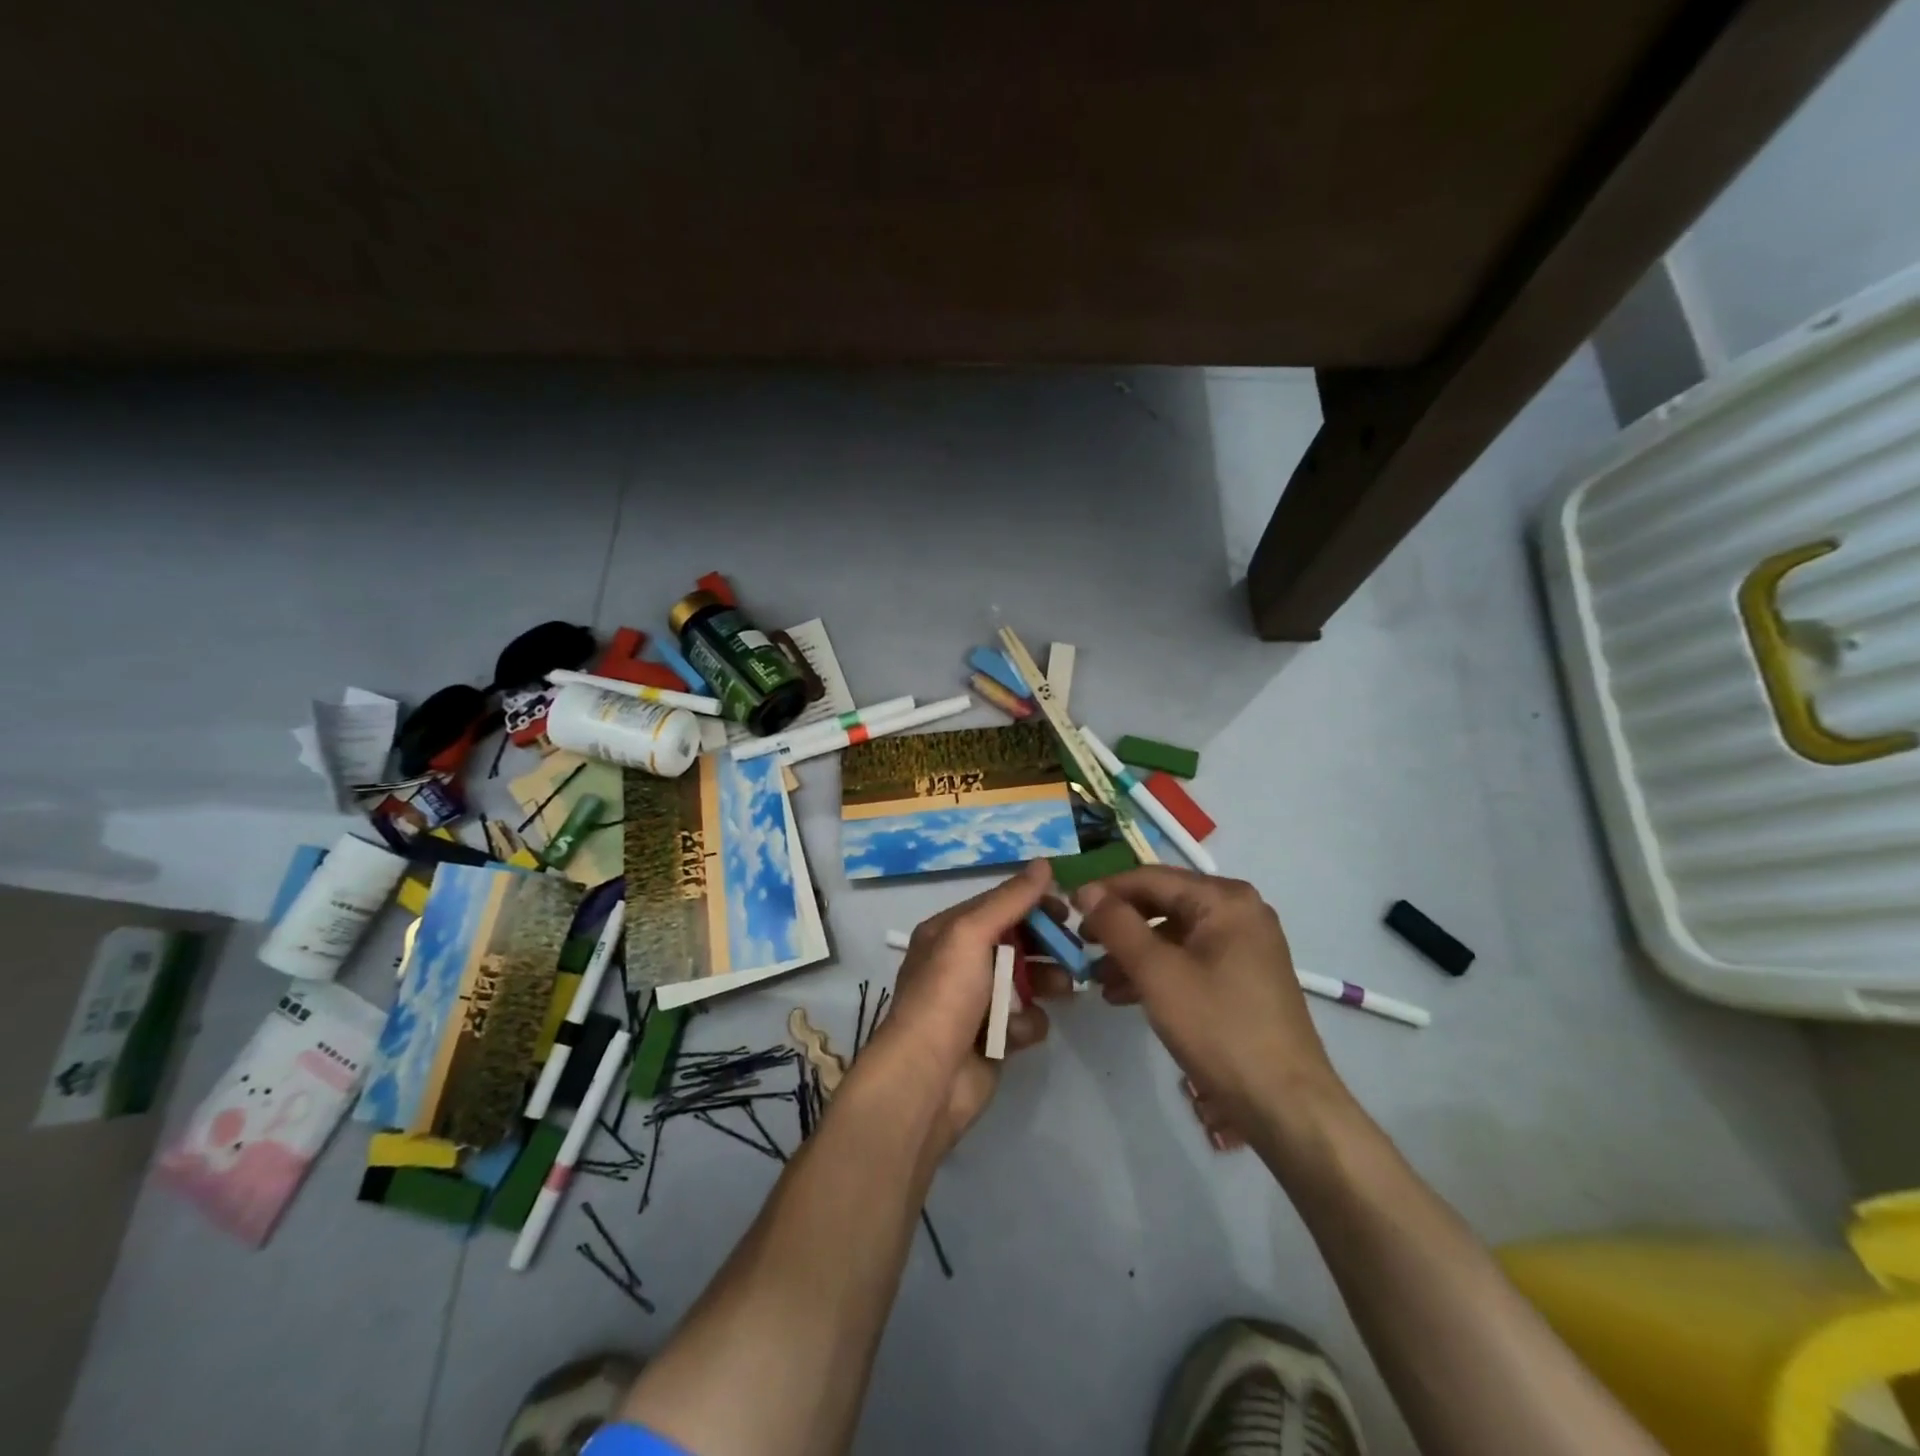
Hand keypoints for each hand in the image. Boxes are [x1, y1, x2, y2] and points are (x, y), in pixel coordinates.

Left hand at [862, 860, 1056, 1153]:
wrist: (927, 1078)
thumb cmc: (946, 995)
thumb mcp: (971, 934)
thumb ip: (1009, 900)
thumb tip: (1043, 863)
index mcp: (948, 933)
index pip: (998, 906)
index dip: (1032, 904)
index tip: (1066, 910)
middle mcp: (960, 963)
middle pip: (1016, 942)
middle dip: (1046, 945)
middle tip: (1074, 951)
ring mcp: (977, 1003)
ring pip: (1026, 981)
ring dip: (1047, 982)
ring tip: (1064, 988)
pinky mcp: (993, 1038)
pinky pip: (1024, 1020)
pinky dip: (1027, 1024)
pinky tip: (1019, 1033)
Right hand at [1074, 867, 1345, 1129]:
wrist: (1285, 1105)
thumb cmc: (1218, 1027)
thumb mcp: (1157, 972)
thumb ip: (1118, 925)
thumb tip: (1087, 891)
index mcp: (1225, 899)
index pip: (1151, 878)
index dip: (1106, 890)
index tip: (1068, 909)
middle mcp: (1239, 912)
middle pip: (1163, 903)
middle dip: (1119, 925)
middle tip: (1081, 945)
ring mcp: (1244, 945)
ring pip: (1173, 934)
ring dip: (1133, 952)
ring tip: (1096, 979)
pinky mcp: (1243, 977)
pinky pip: (1189, 958)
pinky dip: (1157, 971)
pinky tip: (1124, 995)